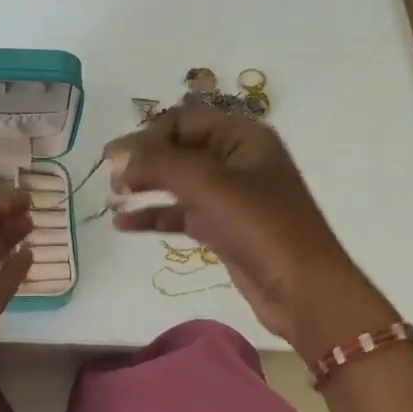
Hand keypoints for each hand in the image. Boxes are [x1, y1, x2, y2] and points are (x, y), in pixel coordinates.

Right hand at [104, 108, 397, 357]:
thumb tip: (114, 155)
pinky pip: (181, 212)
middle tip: (109, 176)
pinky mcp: (223, 227)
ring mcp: (231, 195)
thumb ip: (156, 164)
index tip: (113, 158)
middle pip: (178, 148)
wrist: (303, 290)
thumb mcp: (206, 184)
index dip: (146, 136)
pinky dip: (155, 215)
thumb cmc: (259, 225)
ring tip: (112, 197)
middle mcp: (236, 159)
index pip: (182, 121)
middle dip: (143, 160)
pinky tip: (124, 224)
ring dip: (145, 187)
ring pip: (178, 182)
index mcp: (242, 136)